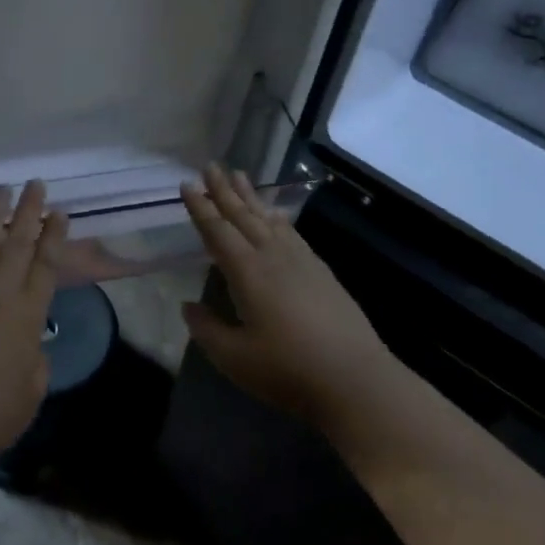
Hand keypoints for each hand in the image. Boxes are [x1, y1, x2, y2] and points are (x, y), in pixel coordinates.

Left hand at [0, 181, 68, 474]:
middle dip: (30, 212)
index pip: (46, 266)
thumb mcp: (28, 397)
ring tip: (3, 187)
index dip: (54, 237)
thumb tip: (32, 346)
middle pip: (19, 243)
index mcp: (28, 316)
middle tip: (36, 184)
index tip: (60, 213)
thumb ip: (35, 364)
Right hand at [179, 165, 388, 433]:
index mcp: (247, 272)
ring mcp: (301, 261)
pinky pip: (292, 232)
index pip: (218, 231)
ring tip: (239, 175)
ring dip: (251, 197)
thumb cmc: (288, 370)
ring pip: (269, 219)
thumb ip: (207, 329)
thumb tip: (188, 306)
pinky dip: (278, 218)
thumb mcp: (235, 358)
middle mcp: (273, 257)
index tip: (188, 184)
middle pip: (243, 216)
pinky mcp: (321, 271)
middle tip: (211, 165)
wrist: (356, 379)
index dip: (201, 208)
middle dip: (224, 190)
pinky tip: (276, 215)